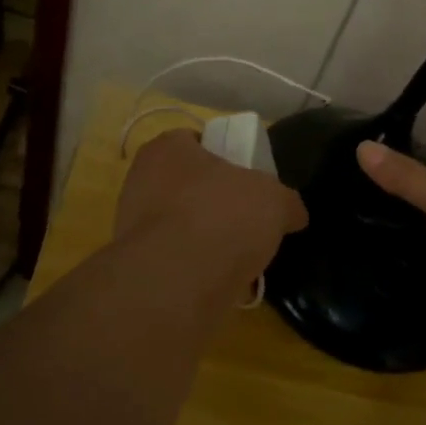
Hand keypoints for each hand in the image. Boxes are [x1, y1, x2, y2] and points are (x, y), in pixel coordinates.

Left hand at [116, 131, 308, 298]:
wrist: (176, 282)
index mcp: (167, 149)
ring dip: (206, 239)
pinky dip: (196, 270)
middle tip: (247, 220)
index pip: (194, 142)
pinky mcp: (135, 266)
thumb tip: (293, 214)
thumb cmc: (222, 216)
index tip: (247, 180)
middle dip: (214, 202)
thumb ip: (285, 201)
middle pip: (186, 185)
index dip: (224, 157)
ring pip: (179, 226)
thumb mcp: (274, 200)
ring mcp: (132, 225)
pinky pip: (174, 261)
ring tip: (239, 258)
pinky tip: (221, 282)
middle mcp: (140, 180)